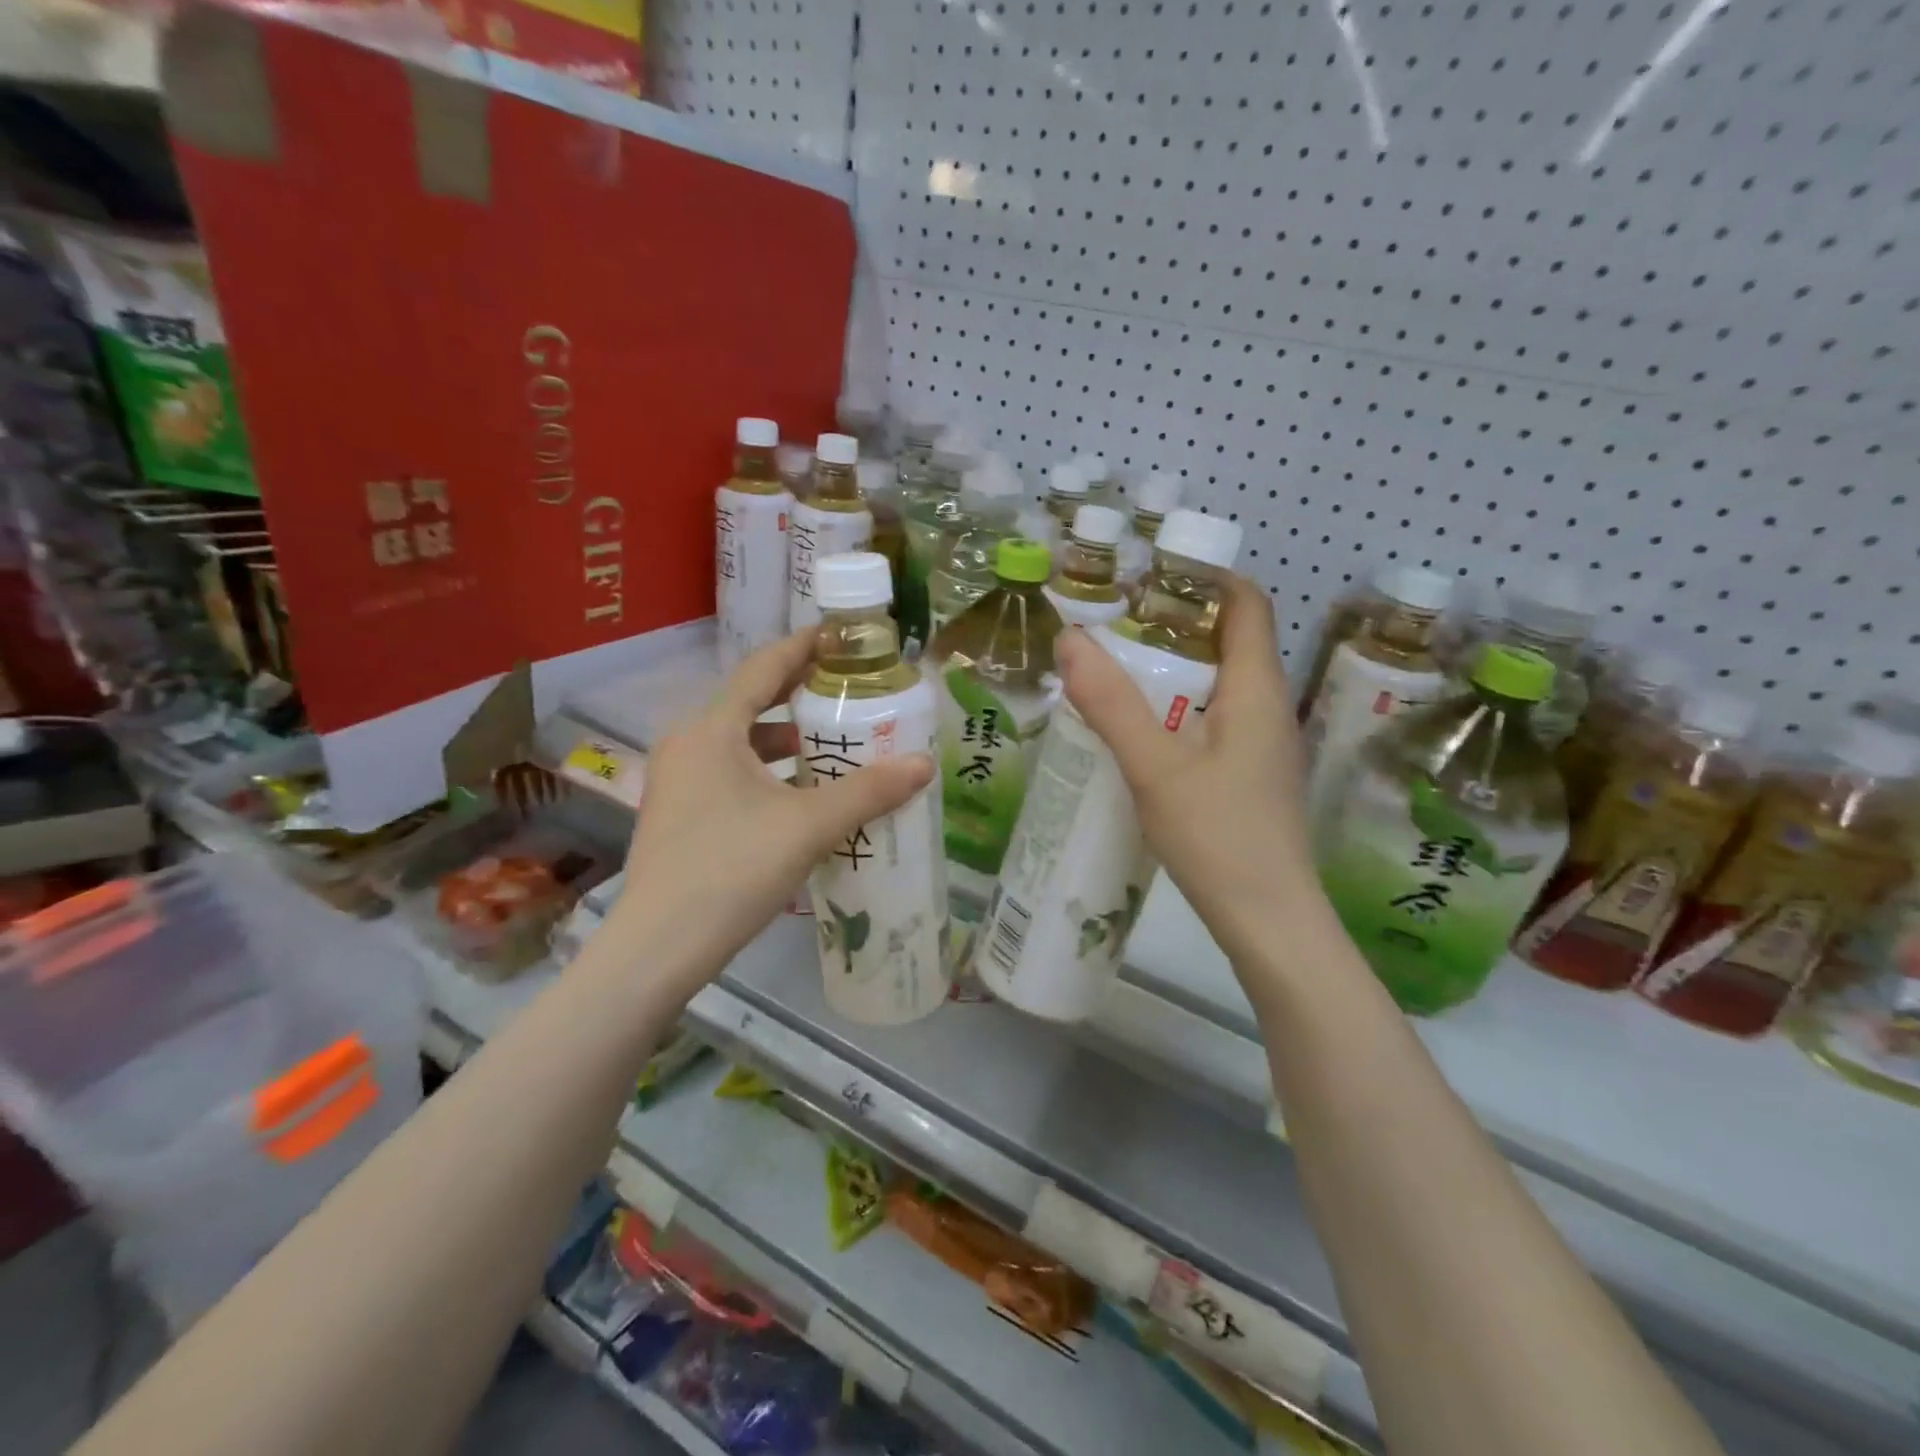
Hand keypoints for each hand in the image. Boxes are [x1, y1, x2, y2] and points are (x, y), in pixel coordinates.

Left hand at [608, 631, 933, 993]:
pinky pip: (730, 772)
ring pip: (740, 742)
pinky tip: (800, 795)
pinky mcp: (679, 814)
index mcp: (712, 730)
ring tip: (832, 743)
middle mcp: (688, 744)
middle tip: (850, 690)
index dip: (805, 647)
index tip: (843, 637)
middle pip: (751, 702)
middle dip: (800, 694)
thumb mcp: (808, 826)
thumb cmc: (732, 870)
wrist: (659, 948)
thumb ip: (868, 792)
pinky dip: (767, 771)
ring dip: (785, 739)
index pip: (763, 667)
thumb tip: (925, 763)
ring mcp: (678, 781)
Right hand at [1054, 576, 1321, 964]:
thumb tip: (1070, 638)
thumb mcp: (1155, 768)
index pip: (1246, 604)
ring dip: (1174, 669)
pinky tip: (1139, 732)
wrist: (1270, 923)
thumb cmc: (1219, 839)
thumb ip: (1112, 704)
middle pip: (1229, 641)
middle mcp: (1268, 708)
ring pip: (1219, 685)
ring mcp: (1263, 746)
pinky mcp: (1251, 777)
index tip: (1148, 573)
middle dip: (1174, 623)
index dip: (1205, 577)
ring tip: (1115, 669)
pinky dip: (1178, 709)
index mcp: (1256, 690)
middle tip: (1112, 622)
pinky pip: (1215, 721)